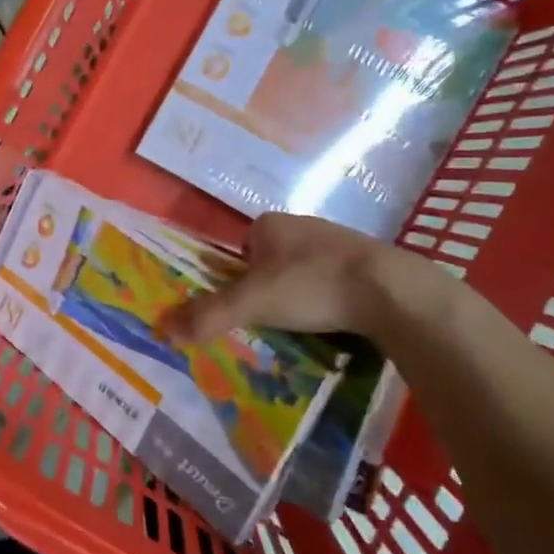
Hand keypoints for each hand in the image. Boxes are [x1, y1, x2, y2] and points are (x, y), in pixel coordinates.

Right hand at [165, 211, 442, 344]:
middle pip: (270, 260)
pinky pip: (333, 278)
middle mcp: (301, 223)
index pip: (240, 248)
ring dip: (299, 293)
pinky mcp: (365, 260)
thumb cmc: (312, 285)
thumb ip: (209, 315)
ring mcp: (336, 239)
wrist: (392, 290)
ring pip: (302, 270)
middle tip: (269, 319)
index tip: (244, 306)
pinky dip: (328, 297)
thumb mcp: (253, 303)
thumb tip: (161, 329)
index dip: (236, 277)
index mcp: (269, 224)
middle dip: (267, 287)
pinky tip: (334, 318)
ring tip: (303, 323)